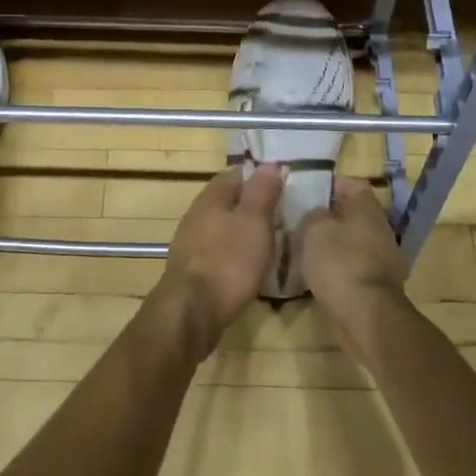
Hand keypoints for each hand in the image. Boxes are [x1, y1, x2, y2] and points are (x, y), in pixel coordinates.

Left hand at [157, 165, 284, 357]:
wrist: (191, 311)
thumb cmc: (228, 261)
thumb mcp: (254, 222)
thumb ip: (261, 192)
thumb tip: (269, 164)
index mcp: (211, 197)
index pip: (236, 174)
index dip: (260, 176)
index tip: (284, 186)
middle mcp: (197, 214)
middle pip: (228, 200)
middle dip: (252, 205)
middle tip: (282, 215)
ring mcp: (191, 242)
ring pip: (222, 226)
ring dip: (243, 230)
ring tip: (271, 241)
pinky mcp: (192, 268)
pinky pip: (218, 250)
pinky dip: (234, 252)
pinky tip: (248, 265)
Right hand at [290, 177, 409, 362]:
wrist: (366, 316)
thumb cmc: (339, 262)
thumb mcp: (314, 229)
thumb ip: (312, 214)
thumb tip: (317, 215)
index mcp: (368, 209)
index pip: (352, 184)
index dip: (330, 183)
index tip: (306, 190)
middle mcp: (380, 230)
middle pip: (352, 214)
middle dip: (327, 216)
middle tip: (299, 219)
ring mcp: (382, 259)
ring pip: (350, 242)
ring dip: (330, 244)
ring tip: (302, 248)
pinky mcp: (376, 285)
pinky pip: (352, 266)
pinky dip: (336, 267)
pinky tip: (315, 274)